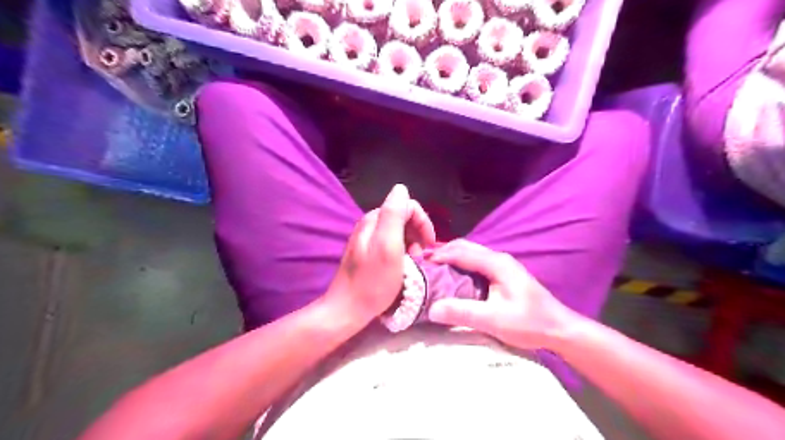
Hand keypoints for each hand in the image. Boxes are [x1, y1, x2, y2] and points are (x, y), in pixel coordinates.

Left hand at [323, 182, 435, 322]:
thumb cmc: (372, 281)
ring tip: (413, 264)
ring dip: (412, 244)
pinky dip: (403, 252)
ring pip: (399, 232)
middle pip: (403, 217)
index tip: (429, 245)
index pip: (407, 205)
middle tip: (420, 257)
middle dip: (418, 234)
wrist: (348, 309)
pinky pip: (391, 244)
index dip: (423, 223)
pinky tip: (403, 267)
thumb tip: (401, 188)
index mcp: (374, 219)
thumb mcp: (388, 246)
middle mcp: (370, 224)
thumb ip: (394, 214)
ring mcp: (367, 239)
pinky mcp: (367, 253)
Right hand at [429, 238, 573, 349]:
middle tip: (423, 263)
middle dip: (443, 252)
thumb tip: (433, 308)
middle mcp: (499, 258)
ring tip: (433, 267)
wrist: (559, 328)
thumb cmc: (530, 323)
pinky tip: (453, 275)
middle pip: (465, 247)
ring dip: (451, 256)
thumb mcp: (495, 320)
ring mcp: (502, 265)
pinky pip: (476, 261)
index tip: (420, 262)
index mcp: (497, 263)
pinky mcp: (503, 273)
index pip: (462, 252)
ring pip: (471, 253)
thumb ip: (464, 312)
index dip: (439, 255)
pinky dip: (460, 263)